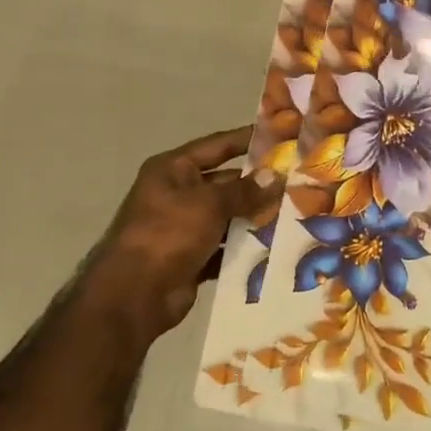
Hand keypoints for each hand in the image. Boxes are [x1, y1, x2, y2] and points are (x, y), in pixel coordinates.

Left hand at [82, 126, 273, 347]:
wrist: (134, 295)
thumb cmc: (168, 234)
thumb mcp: (209, 204)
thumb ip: (244, 190)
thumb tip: (275, 175)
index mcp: (173, 169)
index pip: (217, 145)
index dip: (246, 139)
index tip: (279, 135)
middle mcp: (176, 193)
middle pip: (224, 182)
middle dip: (256, 184)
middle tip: (296, 182)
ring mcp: (182, 227)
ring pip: (226, 216)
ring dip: (253, 217)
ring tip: (293, 213)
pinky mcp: (190, 257)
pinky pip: (223, 246)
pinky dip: (243, 247)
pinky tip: (274, 246)